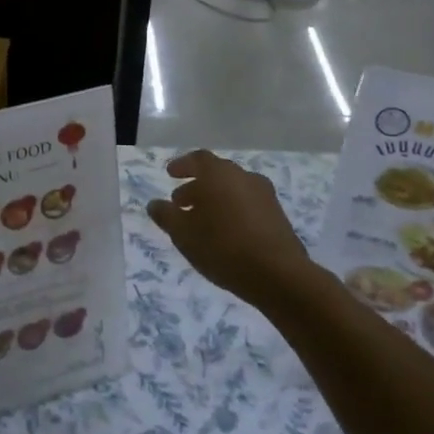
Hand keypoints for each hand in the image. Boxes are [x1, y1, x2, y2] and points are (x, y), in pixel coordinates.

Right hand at [146, 152, 319, 314]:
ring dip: (215, 200)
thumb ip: (166, 215)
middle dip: (197, 186)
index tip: (170, 174)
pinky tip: (225, 233)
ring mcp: (265, 196)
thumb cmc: (223, 247)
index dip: (182, 165)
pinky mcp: (278, 216)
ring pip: (233, 190)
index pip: (198, 159)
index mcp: (219, 174)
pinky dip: (233, 211)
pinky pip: (248, 205)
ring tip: (202, 222)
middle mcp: (244, 177)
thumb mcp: (183, 233)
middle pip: (217, 174)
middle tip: (181, 203)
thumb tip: (155, 204)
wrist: (279, 274)